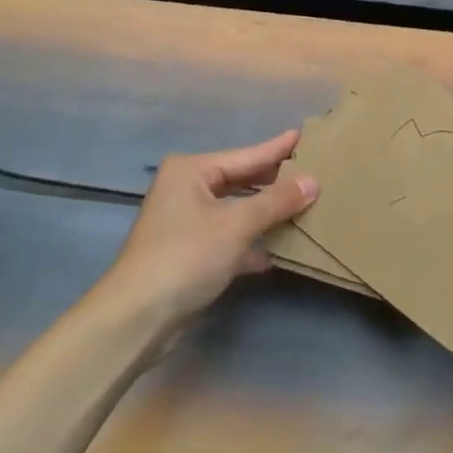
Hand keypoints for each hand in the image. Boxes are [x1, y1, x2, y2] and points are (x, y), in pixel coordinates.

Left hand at [98, 130, 317, 333]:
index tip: (305, 136)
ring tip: (305, 205)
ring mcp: (186, 223)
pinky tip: (280, 248)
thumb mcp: (236, 224)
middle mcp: (186, 190)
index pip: (245, 155)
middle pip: (240, 181)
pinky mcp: (190, 254)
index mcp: (190, 171)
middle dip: (275, 182)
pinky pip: (230, 238)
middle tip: (313, 171)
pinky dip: (253, 242)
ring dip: (267, 213)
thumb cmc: (186, 256)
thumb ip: (276, 202)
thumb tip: (313, 181)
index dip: (277, 149)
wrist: (138, 317)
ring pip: (236, 210)